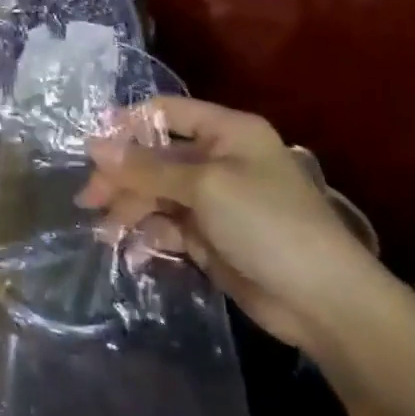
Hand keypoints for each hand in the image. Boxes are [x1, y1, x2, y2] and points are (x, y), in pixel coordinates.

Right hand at [77, 97, 390, 352]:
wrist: (324, 302)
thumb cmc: (267, 223)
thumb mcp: (203, 186)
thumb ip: (144, 167)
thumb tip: (92, 145)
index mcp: (226, 132)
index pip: (164, 113)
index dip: (126, 125)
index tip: (91, 149)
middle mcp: (218, 159)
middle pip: (153, 157)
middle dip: (121, 177)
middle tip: (90, 200)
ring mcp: (213, 200)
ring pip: (154, 193)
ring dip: (128, 209)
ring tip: (106, 232)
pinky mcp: (208, 236)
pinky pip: (165, 224)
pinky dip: (147, 233)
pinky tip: (133, 248)